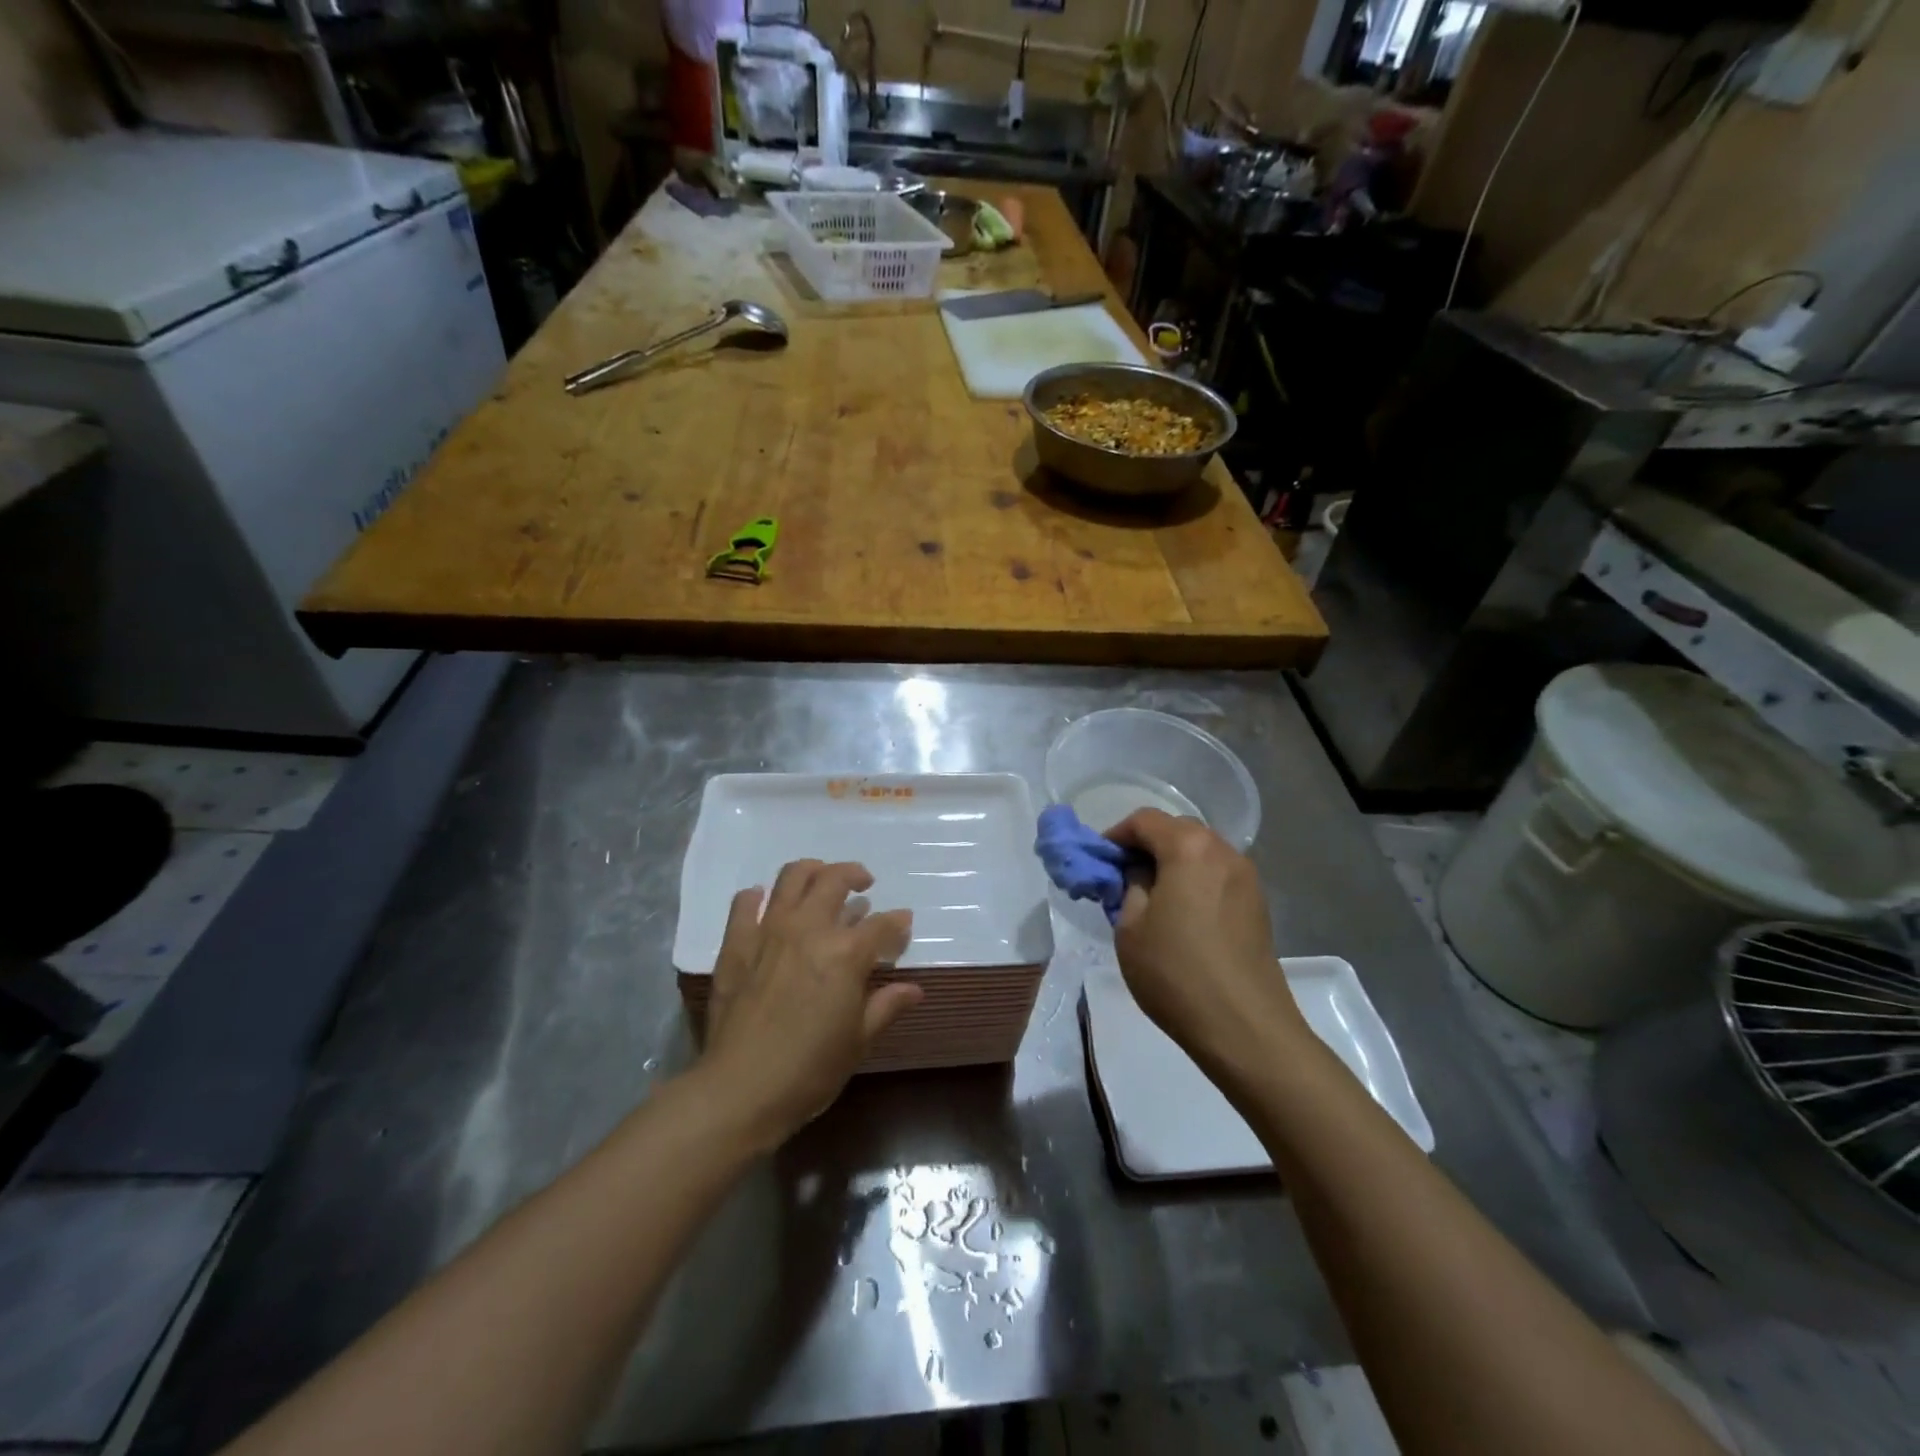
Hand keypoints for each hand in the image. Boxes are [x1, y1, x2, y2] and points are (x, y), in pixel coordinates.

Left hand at [700, 859, 920, 1148]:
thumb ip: (886, 1006)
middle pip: (835, 880)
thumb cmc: (810, 1070)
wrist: (741, 1089)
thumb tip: (914, 989)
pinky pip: (744, 905)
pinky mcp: (735, 944)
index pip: (882, 925)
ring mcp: (768, 932)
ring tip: (821, 879)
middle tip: (863, 885)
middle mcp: (809, 929)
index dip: (897, 923)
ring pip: (792, 877)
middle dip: (855, 875)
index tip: (903, 924)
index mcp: (845, 953)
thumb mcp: (858, 1041)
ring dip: (812, 870)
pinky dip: (757, 897)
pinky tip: (765, 901)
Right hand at [1105, 810, 1308, 1070]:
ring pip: (1200, 853)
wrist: (1245, 1028)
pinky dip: (1194, 881)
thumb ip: (1129, 887)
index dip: (1116, 836)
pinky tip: (1181, 915)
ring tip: (1150, 898)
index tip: (1099, 862)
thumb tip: (1138, 875)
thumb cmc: (1176, 972)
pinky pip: (1218, 876)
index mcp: (1189, 848)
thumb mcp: (1130, 928)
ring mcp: (1247, 878)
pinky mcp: (1258, 905)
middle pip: (1177, 831)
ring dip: (1172, 864)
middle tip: (1121, 877)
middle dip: (1146, 846)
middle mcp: (1223, 851)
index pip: (1145, 820)